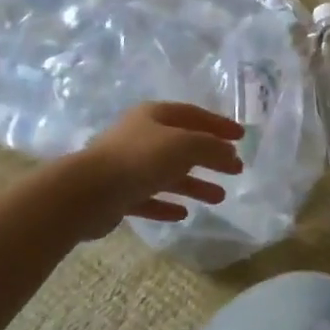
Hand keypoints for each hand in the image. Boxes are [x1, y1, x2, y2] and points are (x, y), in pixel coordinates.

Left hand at [72, 102, 244, 234]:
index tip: (241, 137)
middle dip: (210, 157)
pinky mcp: (118, 195)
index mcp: (154, 116)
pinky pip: (149, 198)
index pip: (193, 115)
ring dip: (194, 184)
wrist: (88, 192)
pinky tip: (183, 214)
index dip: (219, 125)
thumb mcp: (185, 146)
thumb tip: (229, 153)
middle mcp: (140, 137)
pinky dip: (167, 204)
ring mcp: (127, 166)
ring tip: (219, 197)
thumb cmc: (140, 159)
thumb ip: (211, 147)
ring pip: (168, 174)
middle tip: (236, 169)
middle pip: (182, 145)